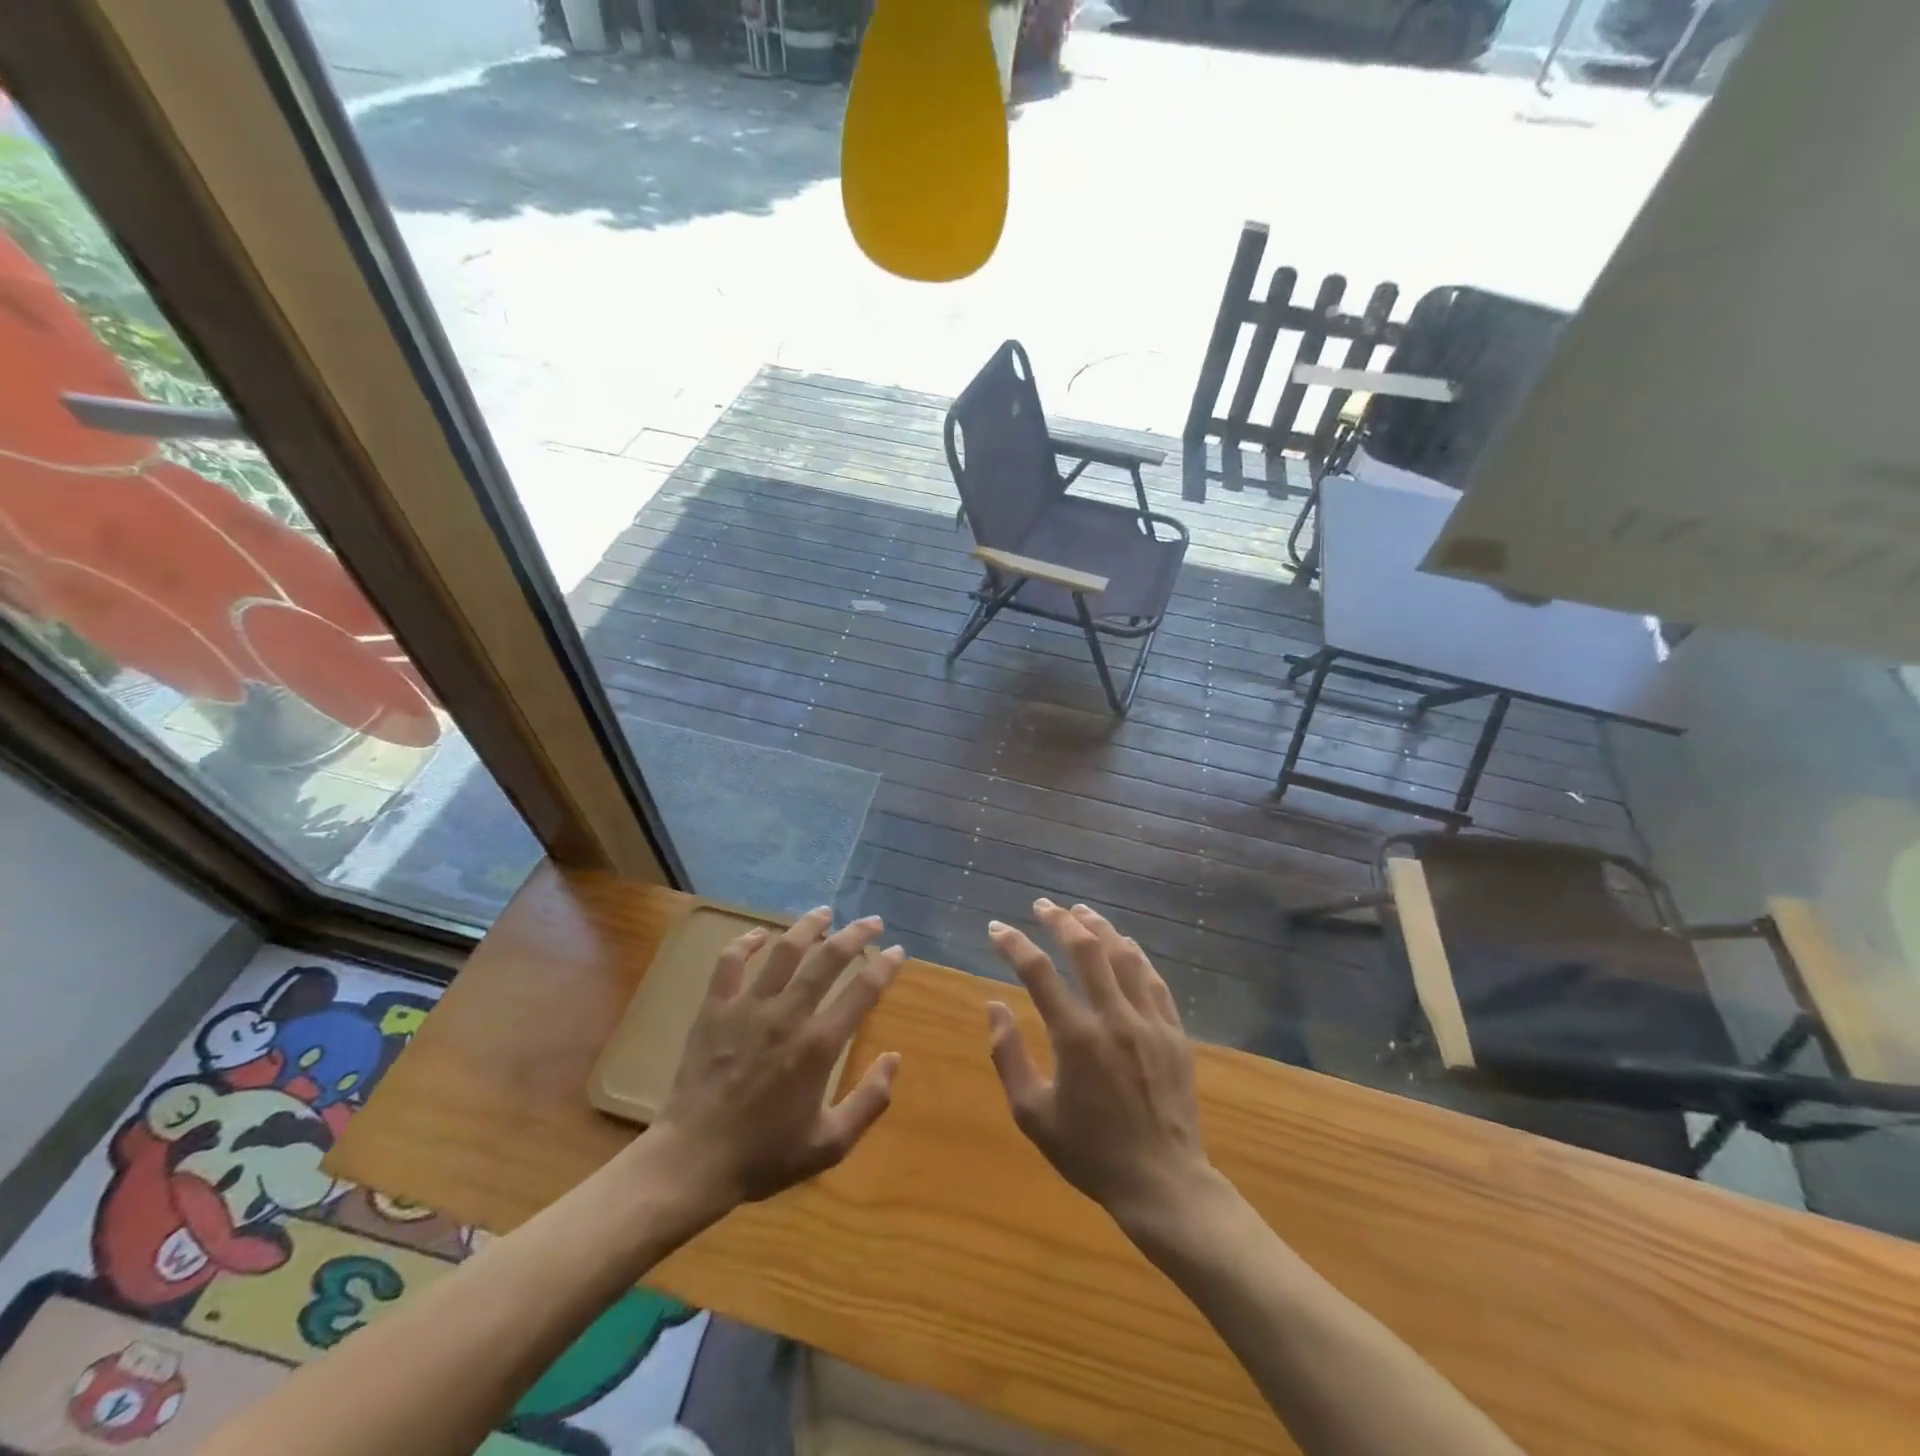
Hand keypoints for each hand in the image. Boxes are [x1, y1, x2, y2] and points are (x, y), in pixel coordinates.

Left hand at [645, 907, 906, 1219]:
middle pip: (828, 959)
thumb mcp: (829, 1144)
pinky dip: (746, 942)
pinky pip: (730, 962)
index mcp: (819, 1045)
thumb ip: (869, 1101)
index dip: (884, 966)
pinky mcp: (715, 1009)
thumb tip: (895, 1058)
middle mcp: (788, 1015)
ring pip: (784, 950)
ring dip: (808, 926)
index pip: (862, 991)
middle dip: (855, 934)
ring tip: (824, 912)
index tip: (896, 951)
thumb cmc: (763, 1156)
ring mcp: (748, 1008)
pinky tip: (760, 934)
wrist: (692, 1162)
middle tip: (871, 921)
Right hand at [985, 900, 1215, 1237]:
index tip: (997, 928)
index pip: (1038, 973)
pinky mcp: (1174, 1032)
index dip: (1014, 944)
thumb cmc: (1090, 1152)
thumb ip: (1009, 1056)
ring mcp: (1149, 1022)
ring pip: (1124, 956)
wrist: (1162, 1183)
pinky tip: (1124, 944)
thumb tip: (994, 1006)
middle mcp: (1114, 1018)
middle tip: (1042, 905)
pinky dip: (1135, 955)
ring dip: (1099, 928)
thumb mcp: (1032, 1114)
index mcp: (1075, 1038)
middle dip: (1059, 920)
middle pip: (1086, 950)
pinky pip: (1153, 979)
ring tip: (1080, 911)